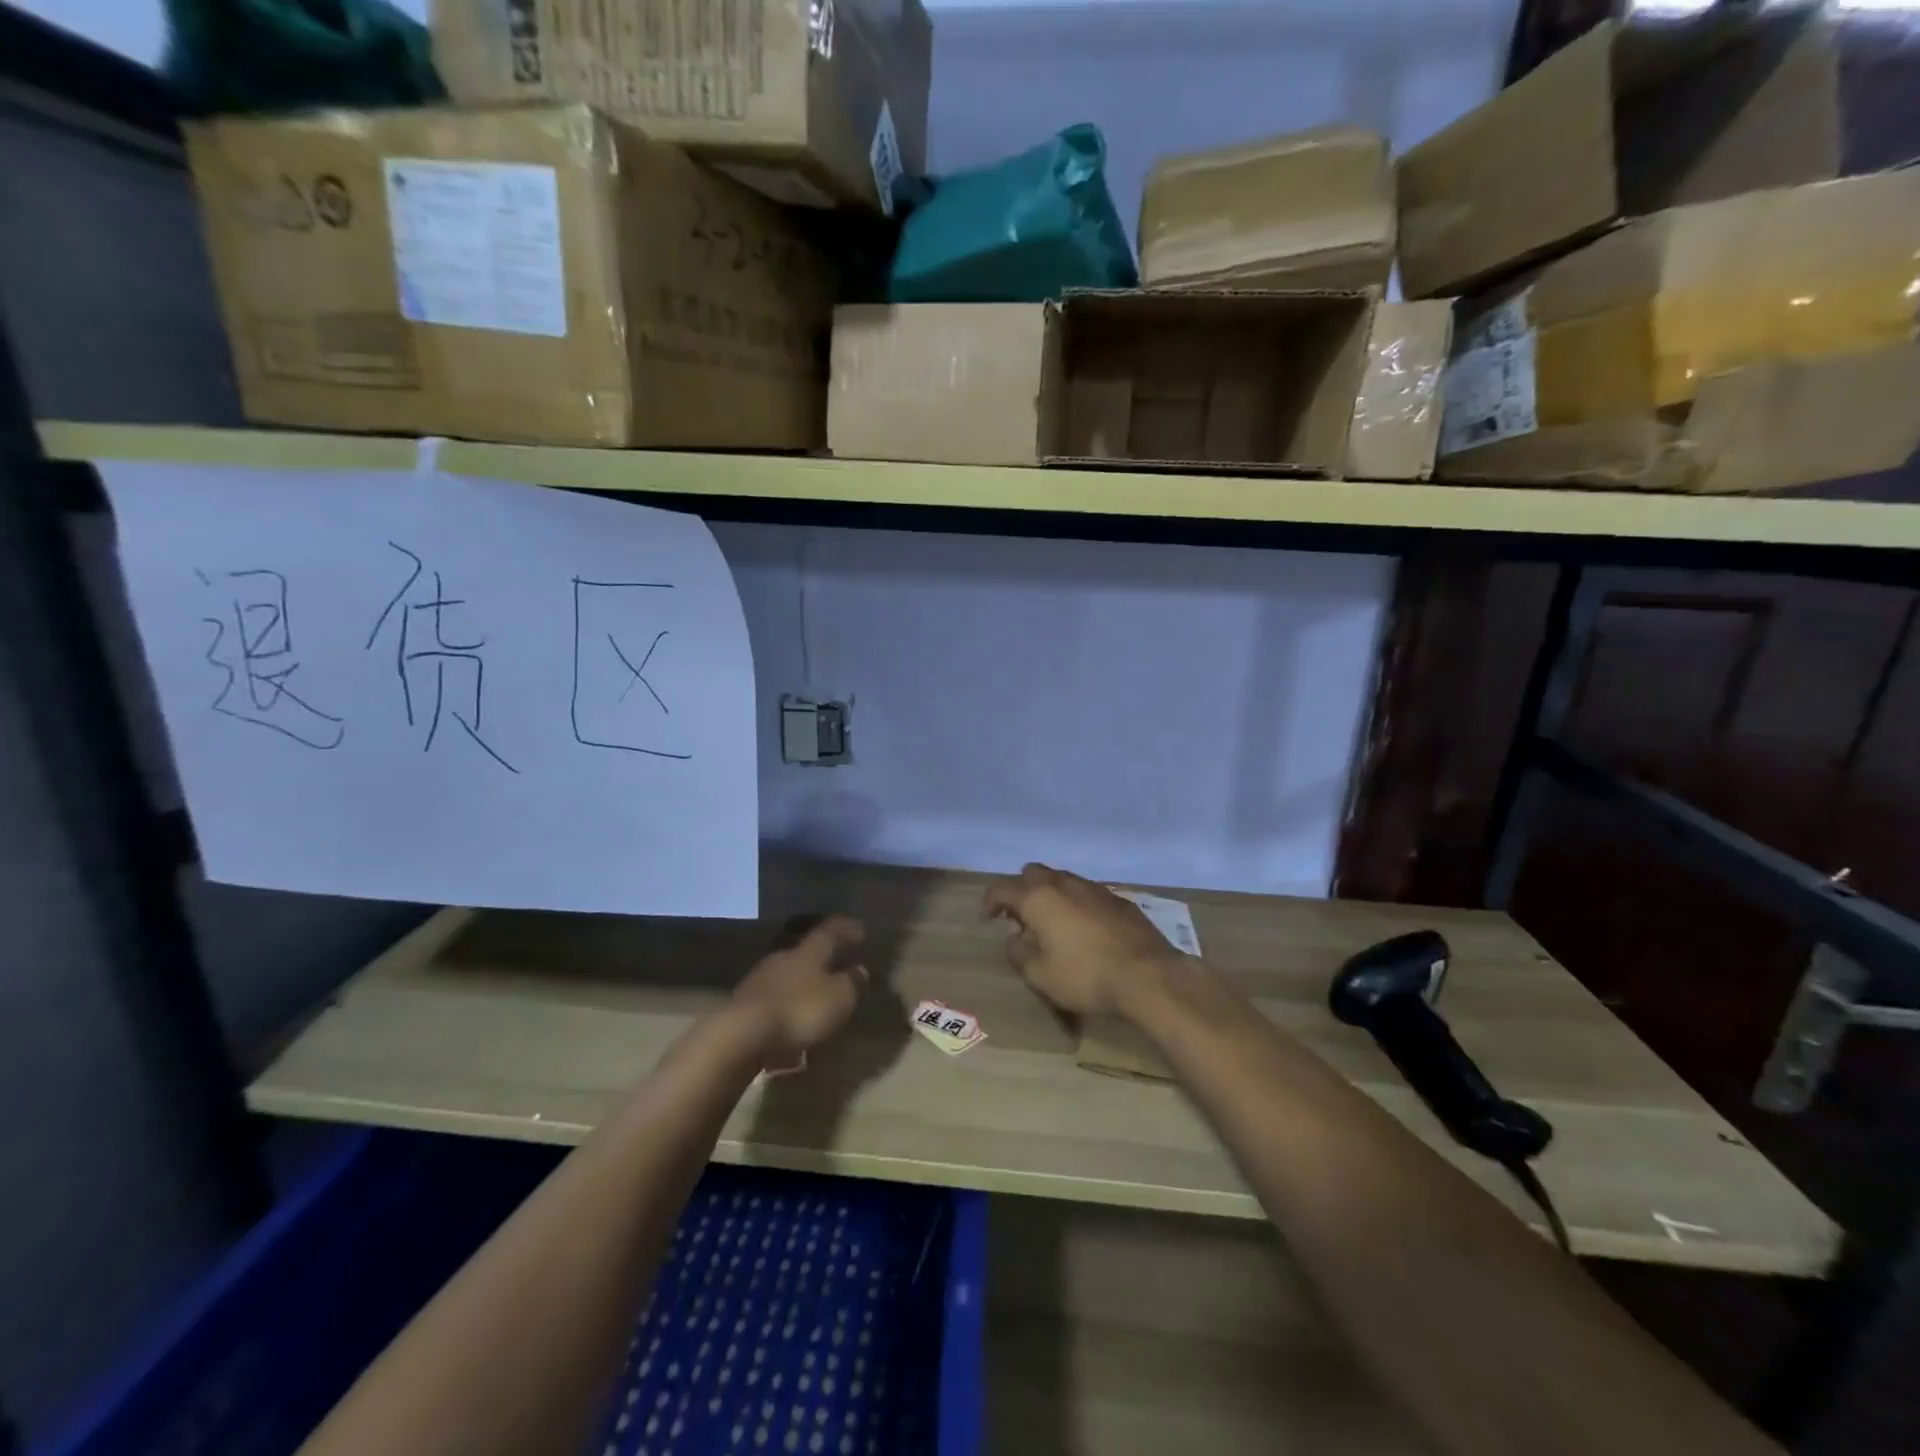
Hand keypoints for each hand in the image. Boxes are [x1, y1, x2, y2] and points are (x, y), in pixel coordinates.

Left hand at [730, 916, 868, 1060]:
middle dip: (823, 961)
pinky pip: (775, 1001)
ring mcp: (760, 980)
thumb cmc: (799, 1010)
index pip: (830, 932)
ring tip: (817, 1002)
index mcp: (808, 952)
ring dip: (804, 986)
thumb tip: (859, 970)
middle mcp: (783, 959)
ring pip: (789, 977)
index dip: (846, 930)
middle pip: (806, 954)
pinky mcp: (745, 1005)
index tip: (860, 931)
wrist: (742, 1035)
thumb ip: (851, 983)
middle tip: (840, 968)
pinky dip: (788, 1008)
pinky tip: (794, 1025)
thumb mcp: (838, 999)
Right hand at [983, 864, 1185, 1017]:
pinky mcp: (1118, 899)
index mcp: (1038, 898)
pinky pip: (1086, 893)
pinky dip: (1076, 904)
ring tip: (1053, 924)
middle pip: (1032, 873)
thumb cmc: (1085, 975)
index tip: (989, 917)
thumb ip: (1018, 951)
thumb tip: (1016, 935)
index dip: (990, 901)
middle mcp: (1063, 883)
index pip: (1002, 888)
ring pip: (1062, 879)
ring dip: (1050, 895)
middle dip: (1021, 890)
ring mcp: (1094, 888)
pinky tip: (1085, 929)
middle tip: (1022, 917)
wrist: (1147, 975)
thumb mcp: (1039, 974)